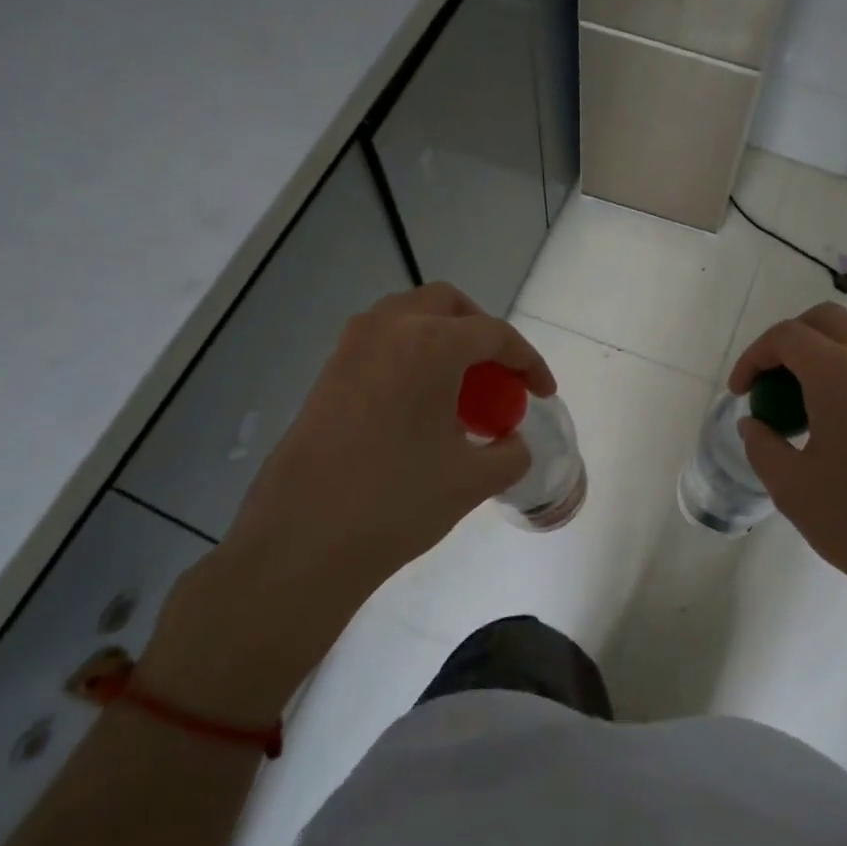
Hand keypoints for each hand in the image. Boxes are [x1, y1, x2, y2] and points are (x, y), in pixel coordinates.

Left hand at [144, 283, 554, 721]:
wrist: (303, 540)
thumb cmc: (398, 501)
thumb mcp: (474, 480)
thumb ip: (510, 453)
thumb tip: (511, 442)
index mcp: (430, 344)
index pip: (494, 334)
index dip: (528, 361)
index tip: (542, 393)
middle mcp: (387, 330)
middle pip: (447, 305)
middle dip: (482, 331)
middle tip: (499, 374)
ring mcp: (350, 349)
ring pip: (408, 317)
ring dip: (442, 338)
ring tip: (461, 387)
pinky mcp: (327, 375)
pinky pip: (381, 345)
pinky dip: (411, 357)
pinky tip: (421, 406)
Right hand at [728, 303, 846, 651]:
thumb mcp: (792, 487)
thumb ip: (762, 445)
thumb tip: (755, 423)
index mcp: (840, 374)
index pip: (787, 336)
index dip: (753, 357)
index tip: (740, 392)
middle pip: (825, 319)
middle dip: (787, 341)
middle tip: (768, 382)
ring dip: (825, 345)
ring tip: (805, 390)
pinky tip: (839, 410)